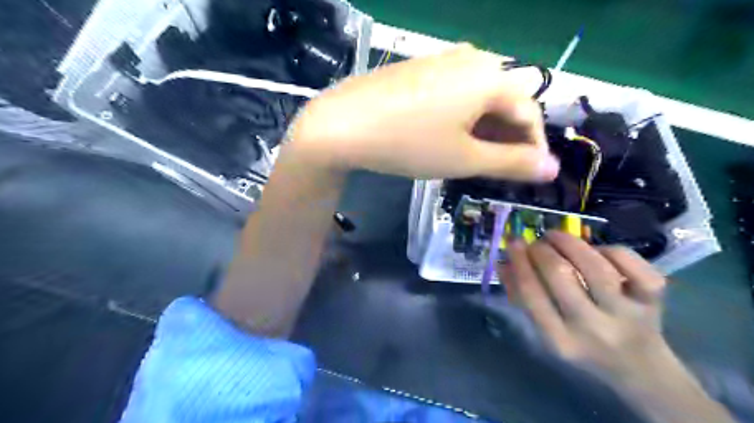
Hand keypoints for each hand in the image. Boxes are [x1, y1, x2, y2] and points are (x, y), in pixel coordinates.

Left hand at [290, 42, 558, 179]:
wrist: (343, 125)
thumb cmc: (410, 143)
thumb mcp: (465, 158)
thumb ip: (512, 163)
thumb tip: (552, 169)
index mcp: (491, 76)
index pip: (529, 113)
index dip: (534, 147)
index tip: (531, 174)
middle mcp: (472, 58)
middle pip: (505, 101)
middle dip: (508, 138)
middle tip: (500, 169)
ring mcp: (443, 60)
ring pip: (479, 97)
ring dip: (485, 128)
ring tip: (476, 157)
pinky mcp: (421, 69)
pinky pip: (456, 92)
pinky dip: (463, 116)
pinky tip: (450, 135)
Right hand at [502, 233, 733, 420]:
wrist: (639, 367)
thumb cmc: (582, 345)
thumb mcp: (546, 330)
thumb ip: (522, 297)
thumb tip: (504, 261)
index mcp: (560, 340)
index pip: (531, 293)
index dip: (519, 261)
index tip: (513, 242)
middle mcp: (593, 328)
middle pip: (561, 274)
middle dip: (542, 250)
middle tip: (536, 242)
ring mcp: (627, 313)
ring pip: (595, 266)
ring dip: (569, 242)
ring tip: (556, 236)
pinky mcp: (652, 300)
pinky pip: (630, 263)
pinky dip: (609, 249)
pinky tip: (595, 250)